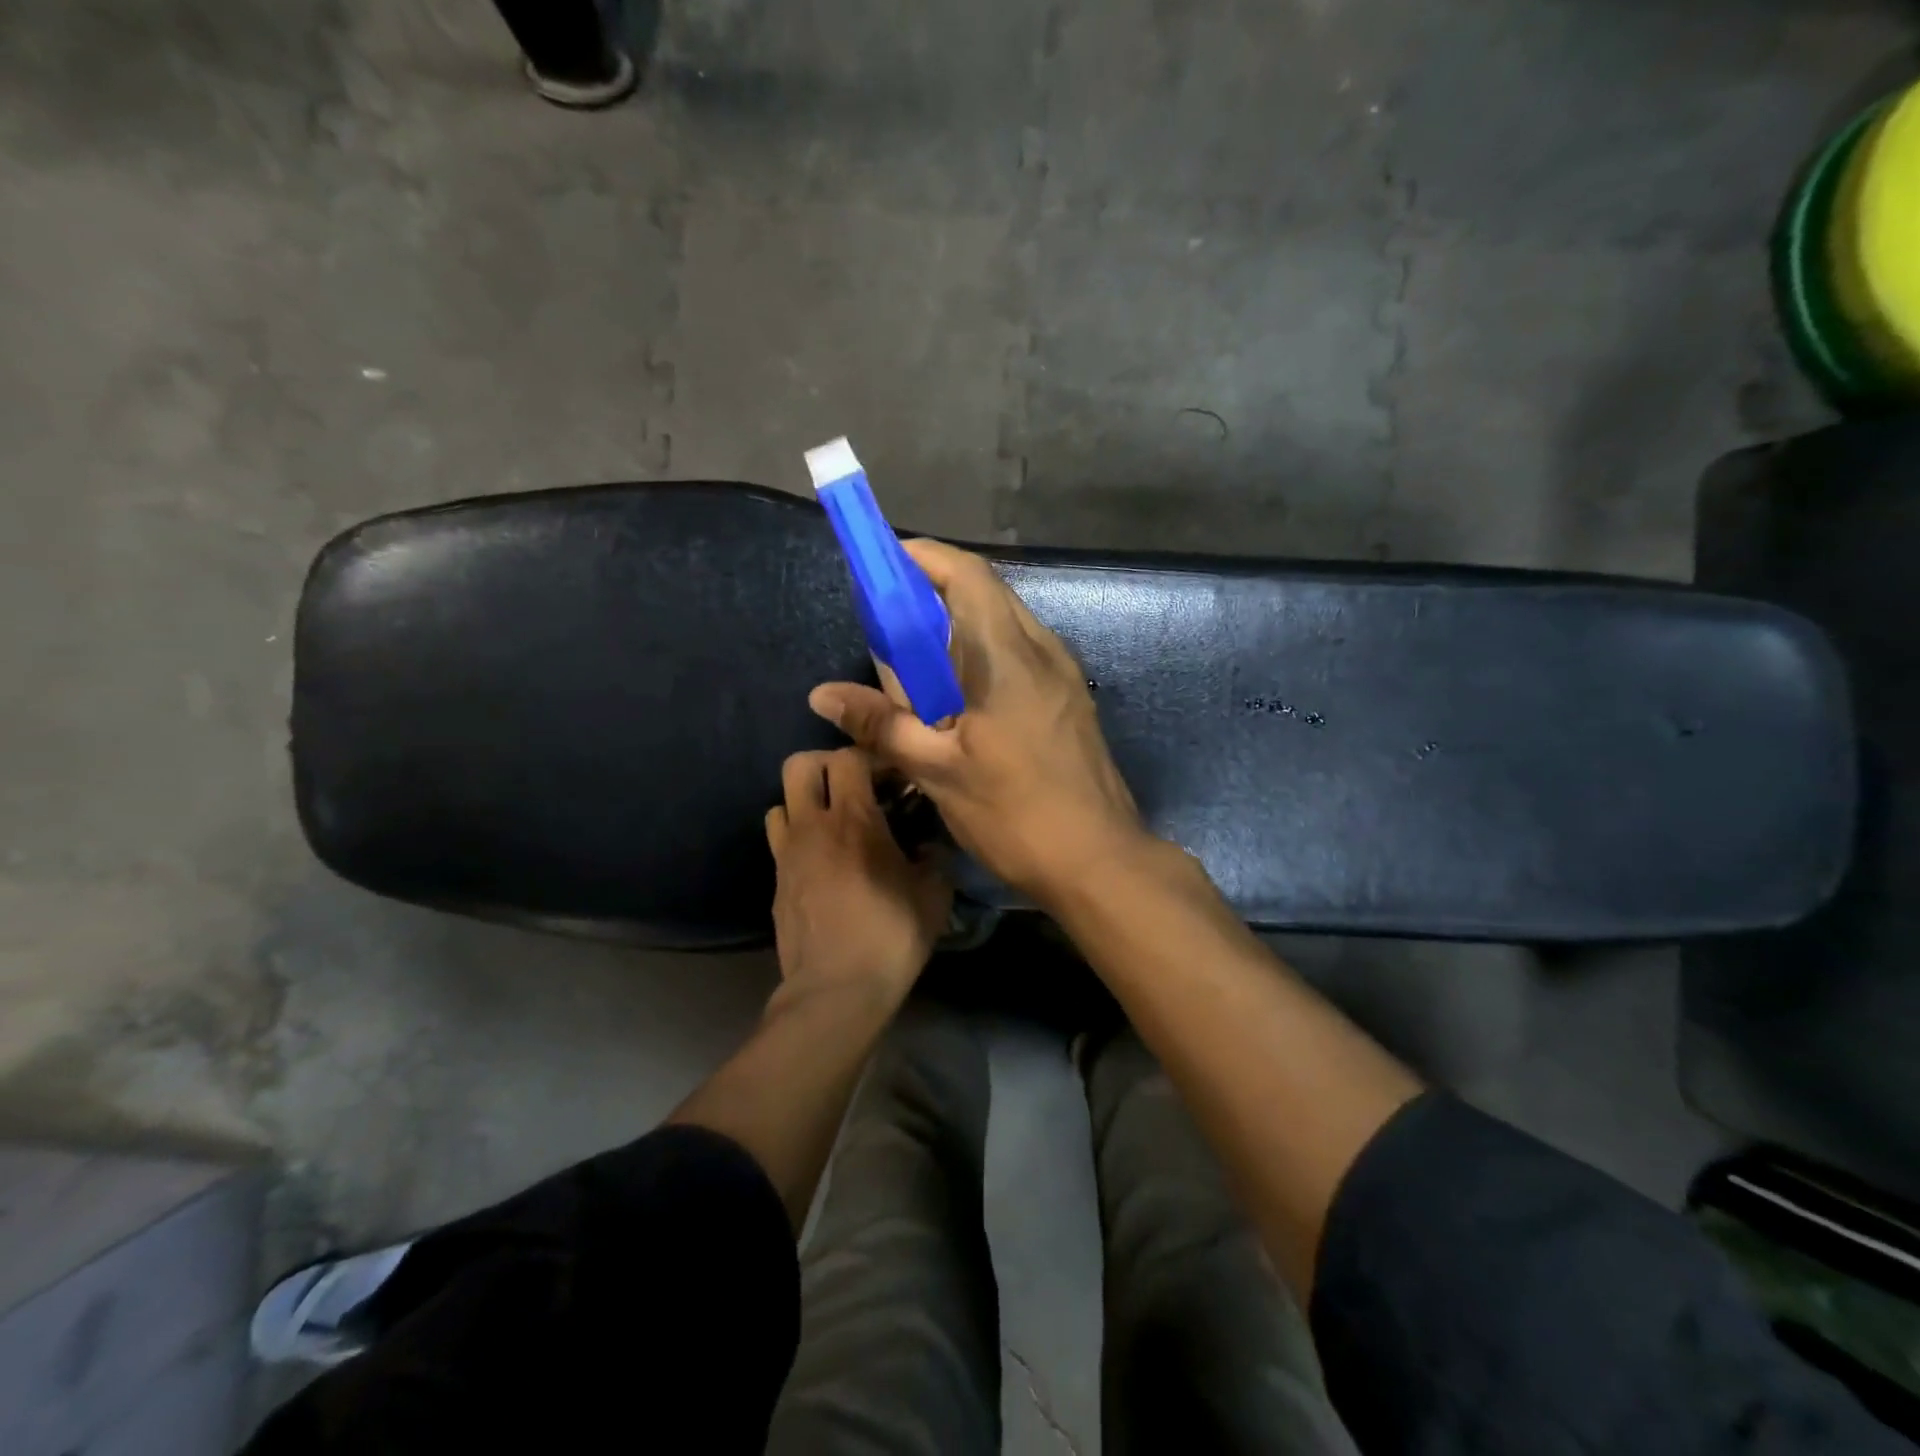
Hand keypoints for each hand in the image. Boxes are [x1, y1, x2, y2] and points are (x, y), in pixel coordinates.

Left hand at [766, 746, 951, 1002]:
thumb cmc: (890, 936)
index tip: (892, 777)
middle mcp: (813, 827)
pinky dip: (797, 835)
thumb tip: (928, 845)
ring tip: (833, 822)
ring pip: (781, 800)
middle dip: (826, 763)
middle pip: (799, 764)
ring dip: (806, 801)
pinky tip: (822, 859)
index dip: (871, 757)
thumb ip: (934, 858)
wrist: (836, 990)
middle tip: (854, 785)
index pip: (849, 757)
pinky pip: (779, 839)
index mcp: (853, 820)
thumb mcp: (934, 895)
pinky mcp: (776, 881)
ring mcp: (787, 853)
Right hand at [808, 539, 1150, 906]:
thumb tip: (822, 694)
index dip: (924, 557)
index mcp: (1008, 655)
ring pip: (1004, 625)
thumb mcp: (937, 770)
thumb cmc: (1015, 813)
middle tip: (888, 621)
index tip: (883, 565)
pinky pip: (1019, 655)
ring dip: (958, 628)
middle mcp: (1042, 650)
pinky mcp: (1069, 699)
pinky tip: (958, 698)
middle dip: (933, 594)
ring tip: (917, 663)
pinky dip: (982, 655)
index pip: (967, 575)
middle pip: (985, 594)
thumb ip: (880, 724)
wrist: (1099, 861)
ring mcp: (1063, 674)